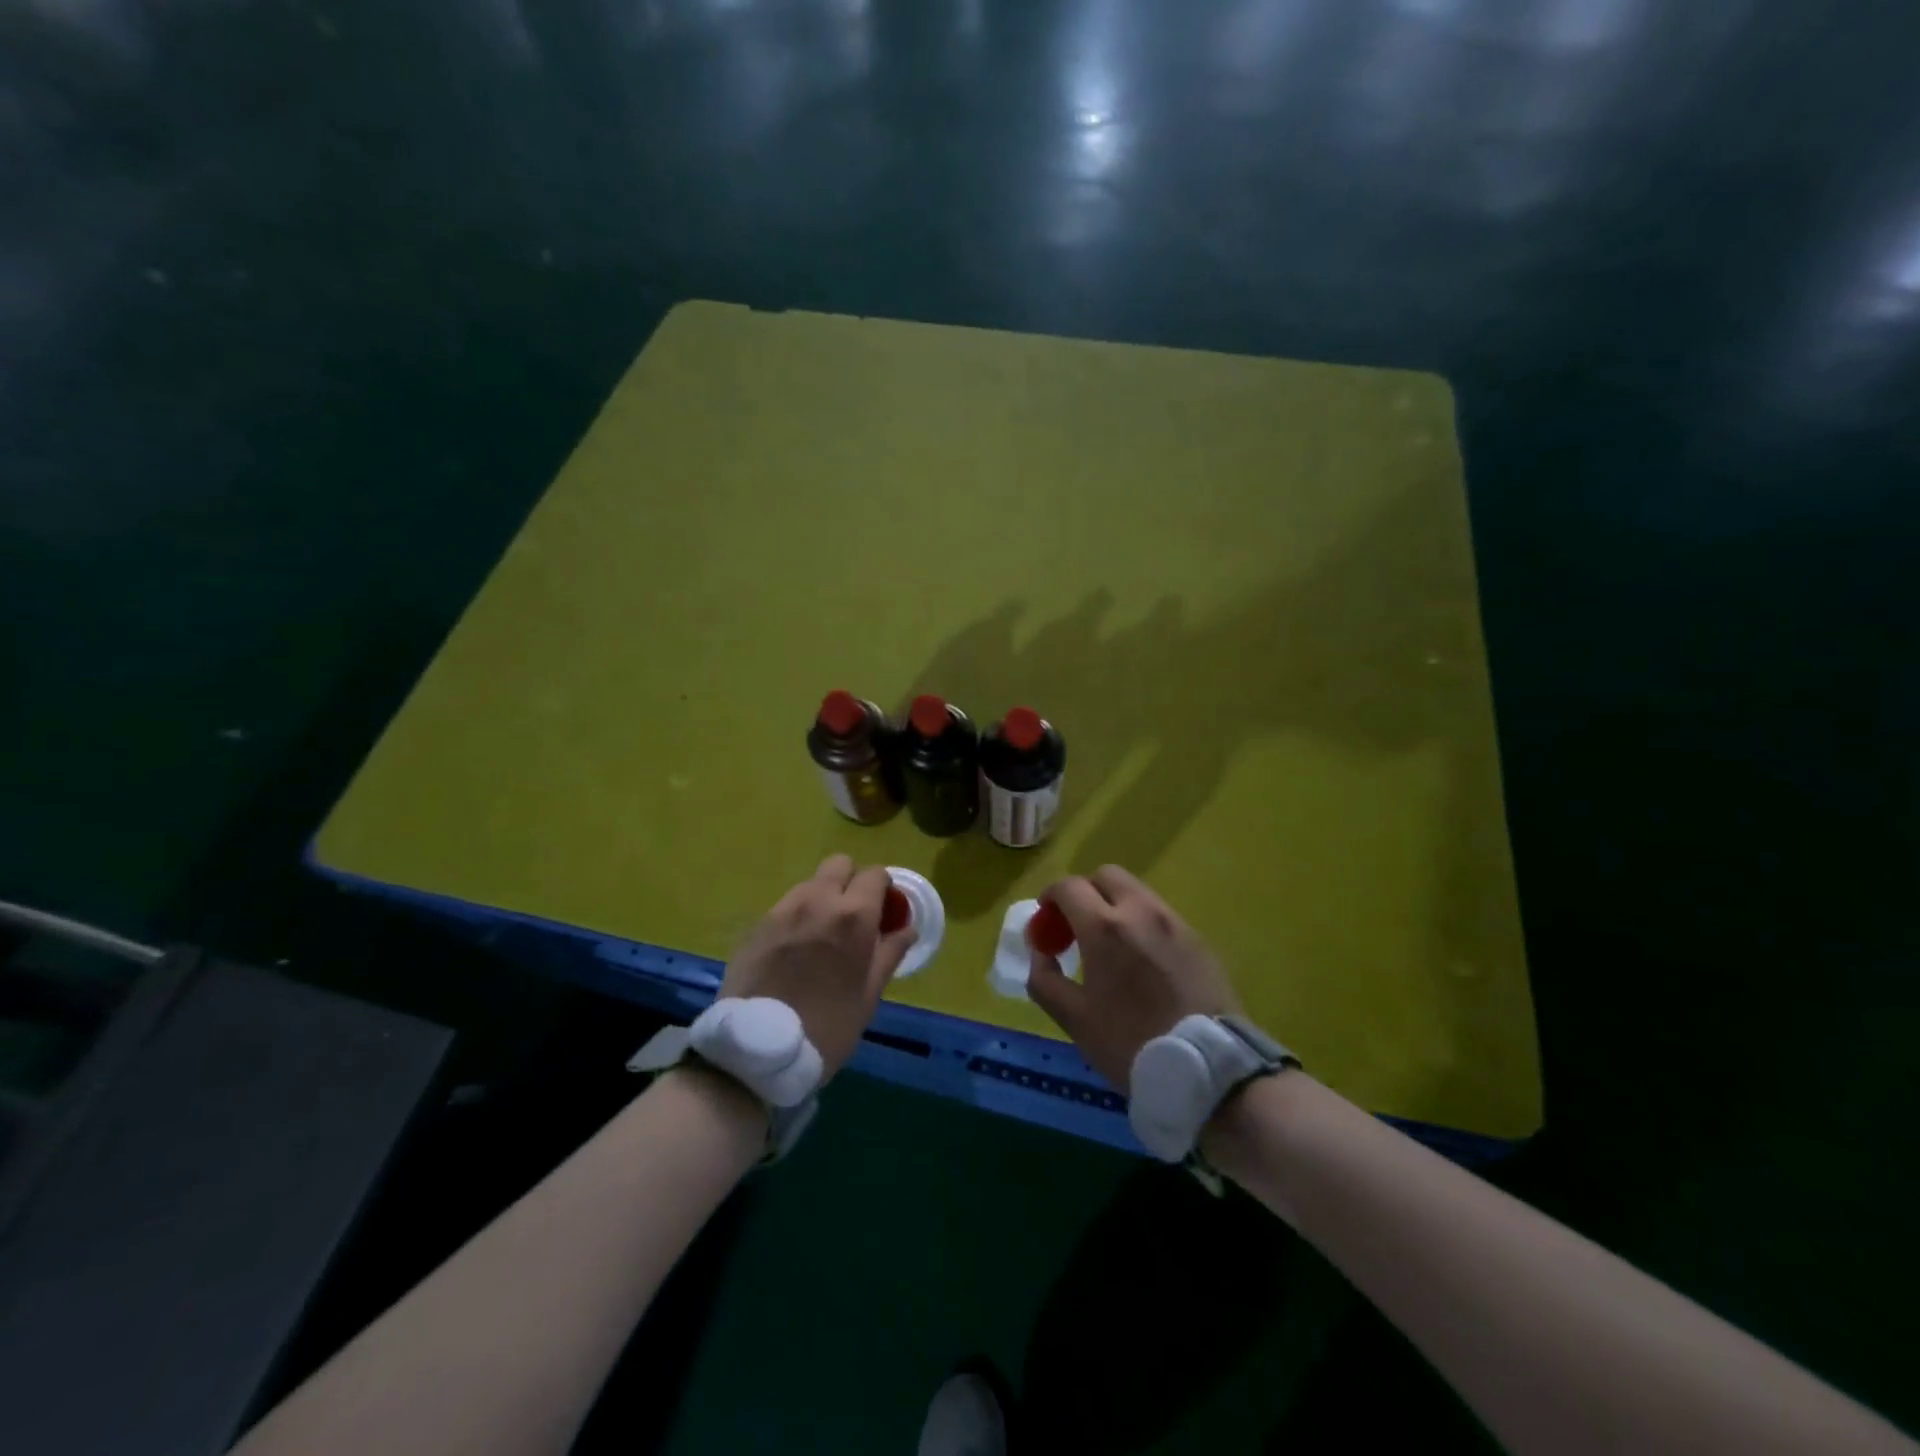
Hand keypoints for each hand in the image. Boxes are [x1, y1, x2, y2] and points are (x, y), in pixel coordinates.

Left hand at [720, 855, 915, 1076]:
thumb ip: (889, 954)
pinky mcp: (755, 925)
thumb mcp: (868, 996)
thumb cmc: (827, 1028)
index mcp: (853, 916)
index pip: (875, 874)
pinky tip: (792, 951)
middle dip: (850, 882)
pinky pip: (783, 907)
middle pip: (838, 864)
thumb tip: (907, 928)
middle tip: (851, 916)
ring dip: (821, 898)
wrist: (758, 1051)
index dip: (883, 890)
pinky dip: (795, 918)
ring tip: (819, 935)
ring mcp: (781, 910)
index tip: (883, 912)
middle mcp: (817, 900)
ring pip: (809, 884)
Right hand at [1027, 865, 1240, 1092]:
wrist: (1209, 1072)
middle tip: (1077, 926)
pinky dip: (1143, 924)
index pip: (1069, 886)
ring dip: (1116, 905)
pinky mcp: (1199, 939)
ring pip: (1137, 892)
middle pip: (1106, 875)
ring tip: (1111, 946)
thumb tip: (1040, 953)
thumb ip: (1045, 980)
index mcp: (1105, 927)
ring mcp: (1175, 922)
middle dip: (1085, 892)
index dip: (1050, 897)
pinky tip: (1143, 962)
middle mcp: (1141, 911)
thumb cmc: (1131, 1045)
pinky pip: (1162, 916)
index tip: (1046, 921)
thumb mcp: (1075, 1020)